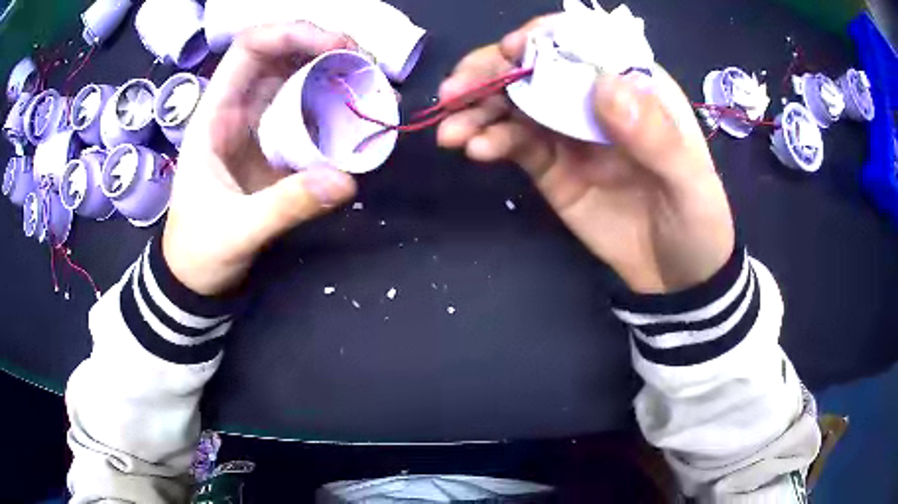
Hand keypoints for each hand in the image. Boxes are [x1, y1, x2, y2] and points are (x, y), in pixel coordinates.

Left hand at [163, 23, 358, 295]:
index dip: (291, 33)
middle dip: (325, 49)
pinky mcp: (275, 145)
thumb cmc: (200, 250)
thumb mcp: (236, 232)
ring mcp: (258, 126)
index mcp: (214, 115)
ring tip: (373, 86)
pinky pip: (308, 112)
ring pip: (298, 79)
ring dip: (336, 75)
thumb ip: (285, 206)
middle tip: (368, 65)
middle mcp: (238, 109)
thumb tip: (345, 181)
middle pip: (282, 55)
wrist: (196, 276)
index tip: (336, 46)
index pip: (249, 49)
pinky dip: (336, 107)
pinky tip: (360, 115)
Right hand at [437, 19, 734, 293]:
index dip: (547, 38)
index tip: (514, 51)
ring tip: (451, 129)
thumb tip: (603, 86)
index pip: (587, 43)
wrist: (677, 276)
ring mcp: (569, 131)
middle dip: (493, 71)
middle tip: (455, 89)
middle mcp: (596, 98)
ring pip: (515, 103)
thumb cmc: (696, 221)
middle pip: (539, 67)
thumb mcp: (689, 182)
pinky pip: (513, 142)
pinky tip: (473, 149)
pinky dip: (489, 140)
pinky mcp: (551, 165)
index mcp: (636, 86)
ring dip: (478, 108)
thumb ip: (654, 135)